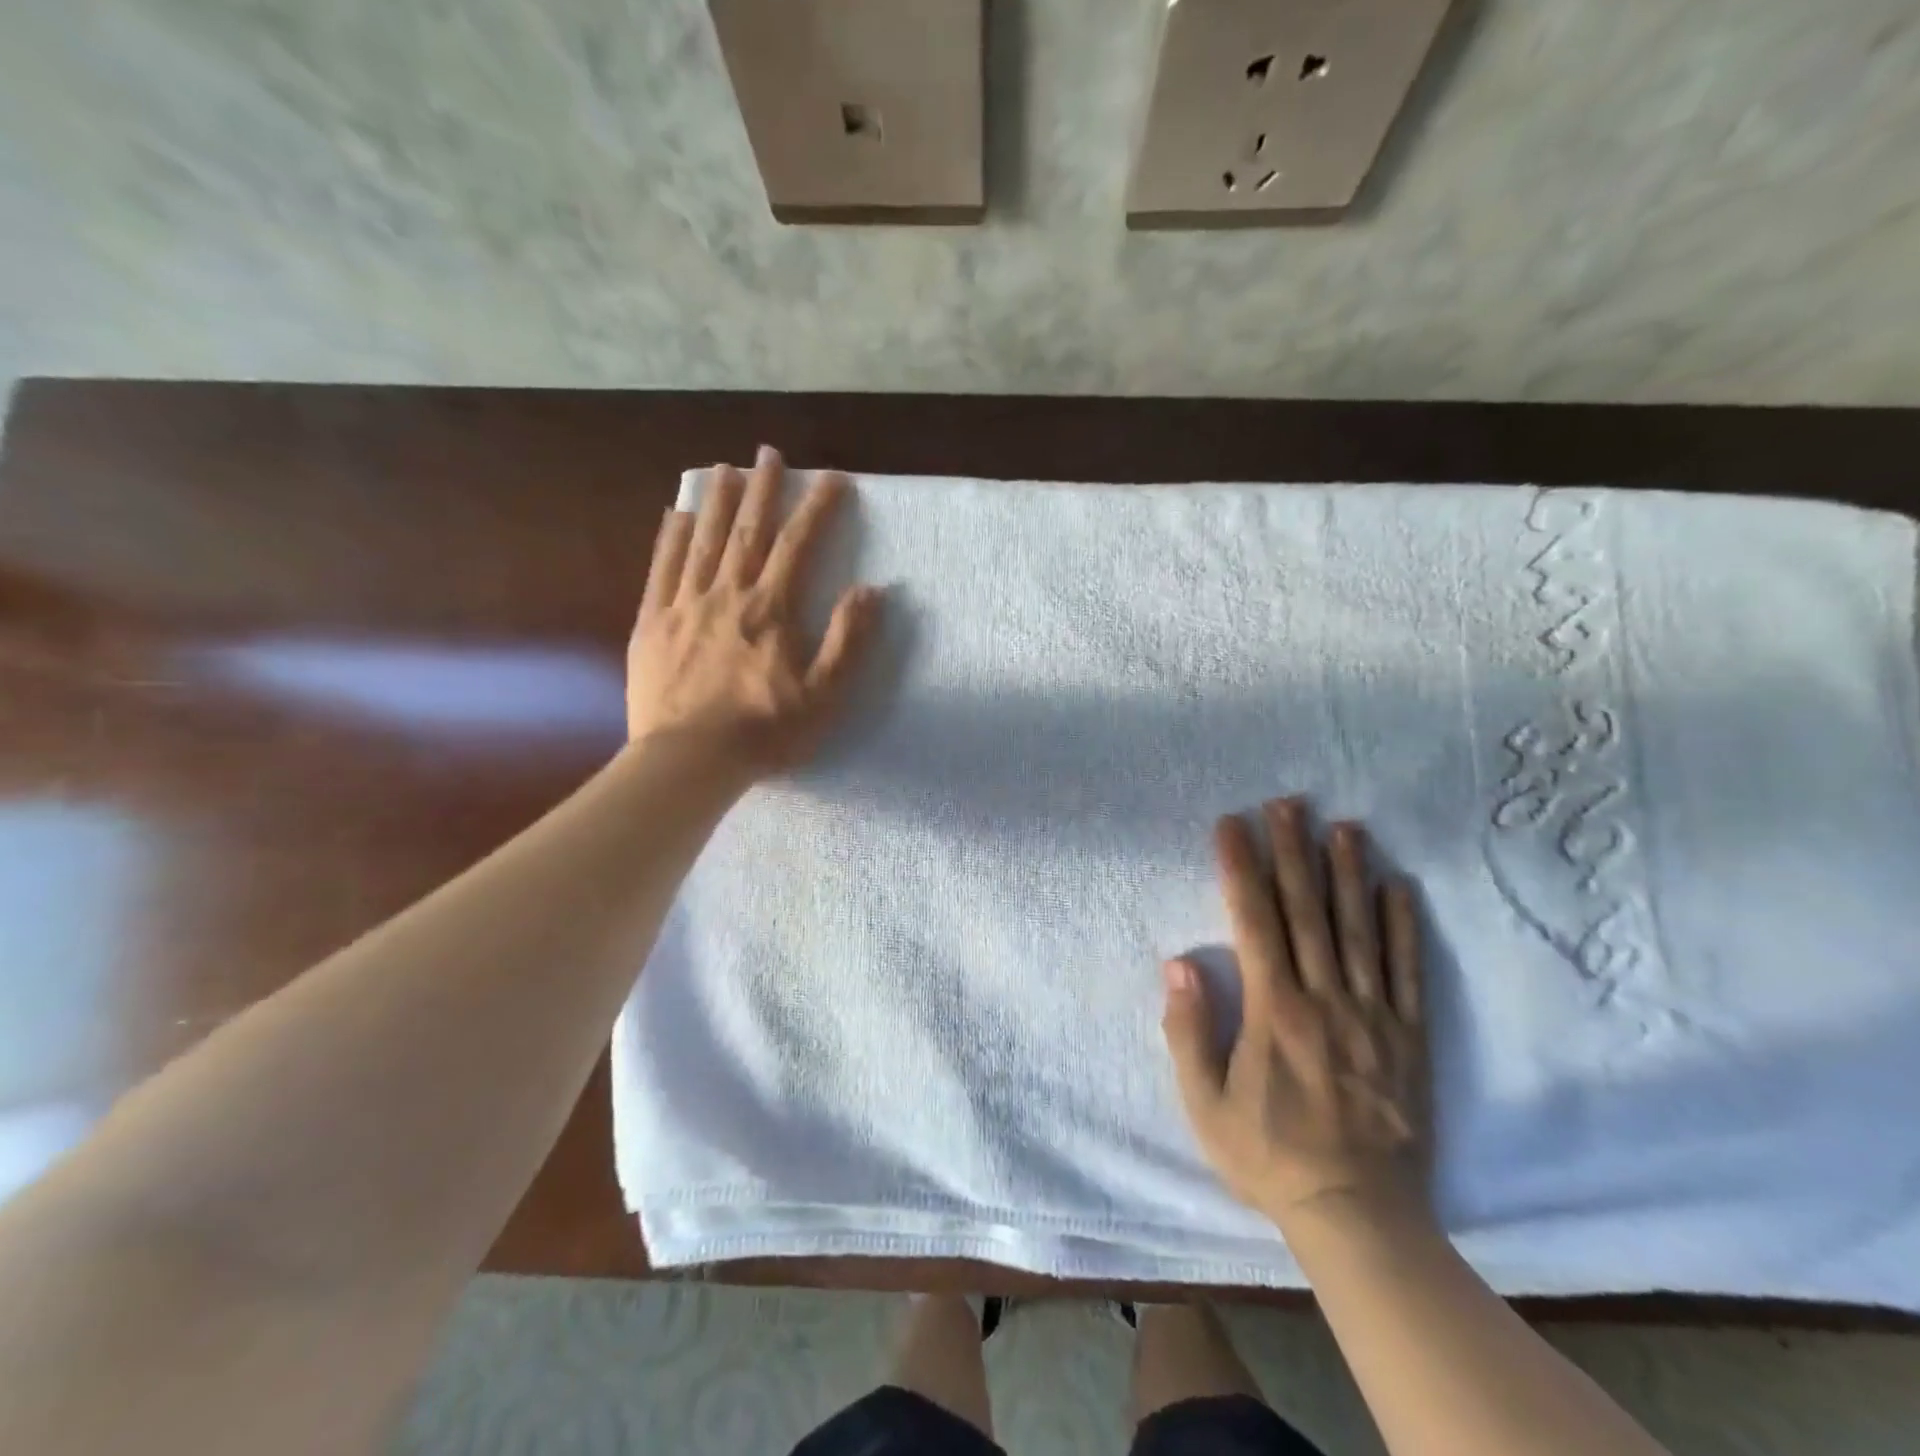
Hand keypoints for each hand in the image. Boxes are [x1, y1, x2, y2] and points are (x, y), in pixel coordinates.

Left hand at [627, 446, 880, 780]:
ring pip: (703, 541)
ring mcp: (683, 605)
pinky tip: (676, 515)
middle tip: (769, 452)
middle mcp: (727, 594)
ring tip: (724, 468)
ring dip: (716, 501)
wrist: (689, 761)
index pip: (798, 546)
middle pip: (747, 531)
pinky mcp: (651, 624)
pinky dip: (670, 538)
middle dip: (762, 489)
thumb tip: (869, 590)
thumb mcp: (823, 695)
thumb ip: (847, 640)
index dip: (817, 508)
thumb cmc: (764, 732)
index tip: (832, 478)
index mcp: (770, 610)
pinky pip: (661, 570)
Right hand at [1162, 797, 1431, 1234]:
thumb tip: (1179, 963)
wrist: (1359, 1216)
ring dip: (1348, 874)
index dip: (1242, 868)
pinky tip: (1398, 887)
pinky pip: (1407, 972)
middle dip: (1293, 852)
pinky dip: (1402, 927)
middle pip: (1307, 911)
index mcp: (1274, 1011)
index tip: (1232, 825)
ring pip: (1358, 930)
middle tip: (1287, 803)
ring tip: (1343, 826)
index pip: (1254, 922)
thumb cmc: (1269, 1155)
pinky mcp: (1409, 1037)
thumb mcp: (1205, 1104)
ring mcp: (1372, 1016)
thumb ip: (1190, 1032)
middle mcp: (1325, 1000)